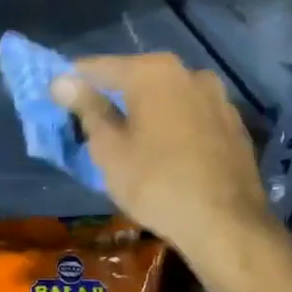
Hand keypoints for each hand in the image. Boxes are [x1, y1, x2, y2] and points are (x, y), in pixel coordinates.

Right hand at [48, 53, 272, 262]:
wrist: (227, 225)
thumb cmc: (156, 183)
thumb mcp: (109, 148)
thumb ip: (87, 108)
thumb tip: (62, 81)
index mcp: (153, 71)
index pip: (98, 67)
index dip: (74, 82)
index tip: (57, 99)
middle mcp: (189, 72)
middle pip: (136, 78)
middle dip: (112, 96)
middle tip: (92, 124)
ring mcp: (217, 97)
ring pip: (167, 96)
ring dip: (146, 110)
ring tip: (129, 140)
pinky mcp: (234, 124)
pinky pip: (190, 115)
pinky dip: (173, 125)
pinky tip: (164, 151)